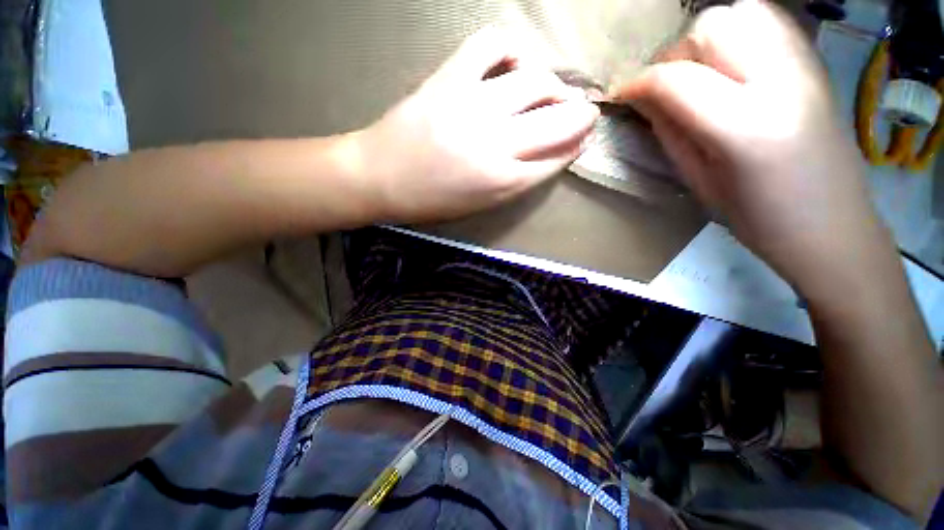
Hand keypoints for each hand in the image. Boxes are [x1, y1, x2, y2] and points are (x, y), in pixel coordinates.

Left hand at [360, 27, 598, 222]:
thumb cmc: (432, 200)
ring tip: (552, 91)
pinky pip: (492, 45)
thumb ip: (518, 181)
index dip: (575, 147)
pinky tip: (514, 65)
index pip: (556, 158)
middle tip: (583, 111)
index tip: (583, 139)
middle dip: (581, 114)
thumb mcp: (481, 205)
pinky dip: (512, 49)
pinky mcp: (449, 78)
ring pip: (535, 80)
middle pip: (558, 120)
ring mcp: (472, 105)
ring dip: (555, 84)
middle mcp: (495, 143)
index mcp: (502, 182)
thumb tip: (549, 155)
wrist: (380, 177)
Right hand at [612, 0, 889, 291]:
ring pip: (741, 12)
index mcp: (746, 128)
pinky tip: (731, 65)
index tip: (620, 95)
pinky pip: (767, 19)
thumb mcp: (698, 181)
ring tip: (701, 74)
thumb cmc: (758, 218)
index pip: (676, 80)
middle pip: (712, 27)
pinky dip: (738, 32)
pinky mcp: (815, 62)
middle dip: (677, 54)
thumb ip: (669, 132)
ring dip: (707, 38)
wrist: (833, 225)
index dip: (638, 83)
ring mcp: (806, 65)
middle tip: (669, 88)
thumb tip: (643, 99)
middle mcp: (781, 82)